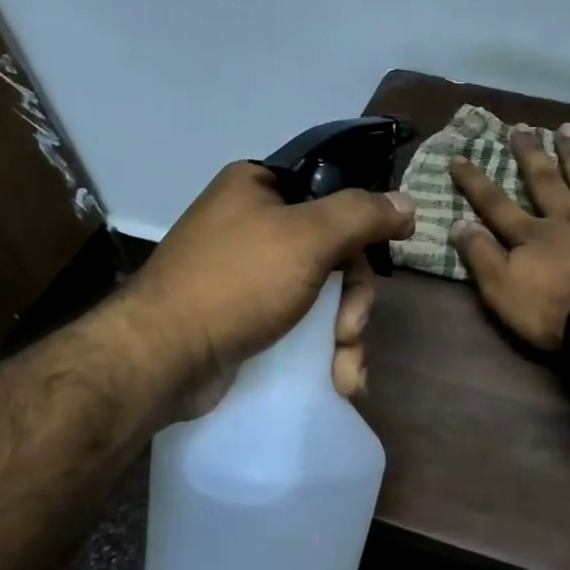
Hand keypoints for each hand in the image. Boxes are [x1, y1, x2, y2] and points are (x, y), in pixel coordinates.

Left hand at [117, 162, 415, 415]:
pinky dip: (323, 351)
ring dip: (344, 335)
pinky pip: (302, 323)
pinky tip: (339, 382)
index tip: (389, 250)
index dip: (365, 224)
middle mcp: (253, 223)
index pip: (333, 191)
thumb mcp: (308, 237)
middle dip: (353, 300)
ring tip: (345, 371)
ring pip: (324, 295)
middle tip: (350, 329)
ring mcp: (249, 275)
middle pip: (336, 252)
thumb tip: (408, 203)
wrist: (162, 358)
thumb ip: (362, 214)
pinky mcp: (247, 318)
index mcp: (259, 187)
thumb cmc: (236, 282)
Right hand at [450, 123, 569, 349]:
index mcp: (532, 236)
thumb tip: (457, 223)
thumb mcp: (502, 289)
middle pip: (544, 181)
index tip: (459, 157)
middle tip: (522, 127)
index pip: (496, 205)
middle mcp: (566, 220)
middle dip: (530, 154)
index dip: (475, 183)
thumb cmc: (554, 311)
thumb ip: (480, 256)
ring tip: (567, 128)